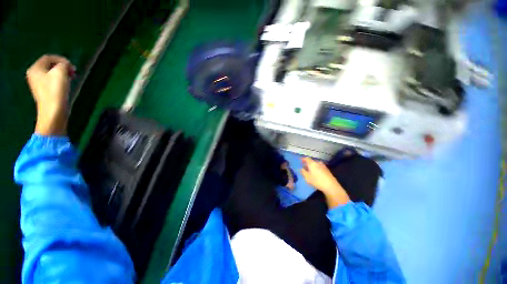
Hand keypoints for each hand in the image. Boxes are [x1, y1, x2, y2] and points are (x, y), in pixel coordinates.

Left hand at [26, 55, 74, 134]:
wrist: (53, 111)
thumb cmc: (55, 90)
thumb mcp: (61, 72)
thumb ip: (63, 64)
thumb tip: (66, 64)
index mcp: (35, 68)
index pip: (48, 58)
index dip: (61, 60)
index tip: (72, 66)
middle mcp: (34, 74)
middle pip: (50, 66)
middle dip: (62, 67)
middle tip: (73, 72)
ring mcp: (38, 84)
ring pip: (51, 74)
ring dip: (62, 74)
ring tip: (71, 78)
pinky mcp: (44, 91)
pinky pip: (52, 81)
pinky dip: (60, 81)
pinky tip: (66, 85)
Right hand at [301, 157, 349, 207]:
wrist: (331, 186)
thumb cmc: (317, 180)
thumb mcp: (307, 177)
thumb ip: (303, 172)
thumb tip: (301, 168)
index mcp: (312, 163)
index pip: (307, 158)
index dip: (303, 159)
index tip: (300, 160)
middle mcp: (318, 163)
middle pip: (312, 161)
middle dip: (307, 163)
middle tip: (304, 166)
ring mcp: (323, 166)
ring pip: (316, 164)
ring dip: (312, 166)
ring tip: (310, 170)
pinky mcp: (327, 170)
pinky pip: (319, 167)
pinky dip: (316, 168)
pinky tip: (316, 173)